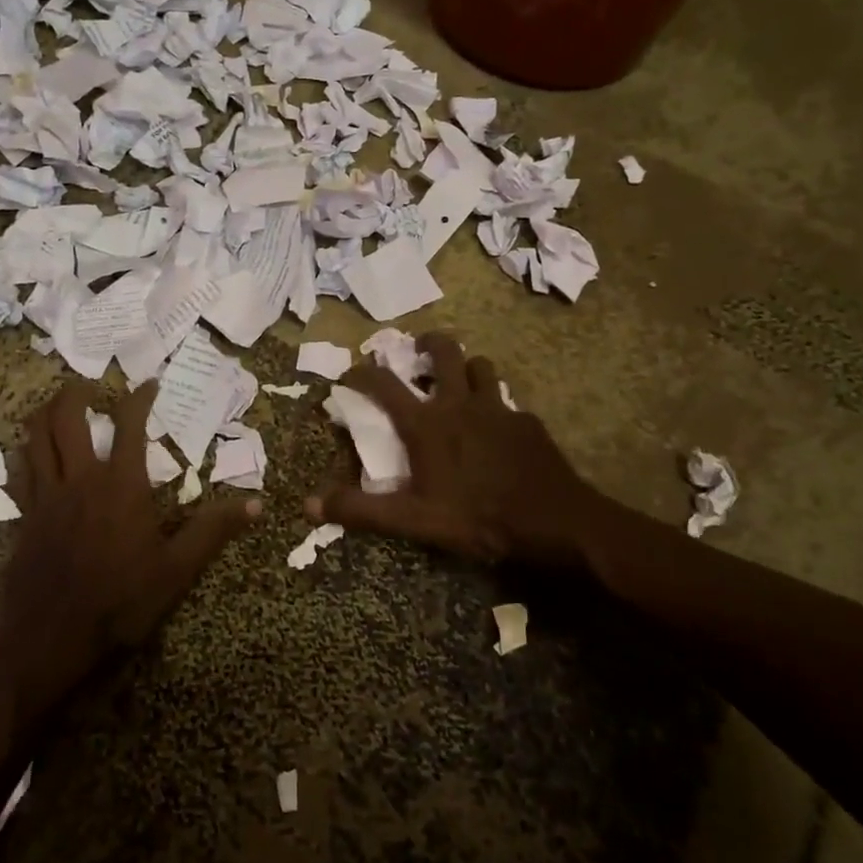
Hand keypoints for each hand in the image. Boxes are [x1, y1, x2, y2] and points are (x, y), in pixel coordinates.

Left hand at [4, 381, 258, 682]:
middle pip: (67, 419)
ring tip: (55, 404)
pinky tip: (29, 453)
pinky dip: (24, 452)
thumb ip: (213, 531)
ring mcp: (46, 496)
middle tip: (87, 384)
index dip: (139, 398)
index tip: (149, 384)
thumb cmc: (119, 601)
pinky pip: (19, 471)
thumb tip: (257, 504)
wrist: (50, 637)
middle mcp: (80, 479)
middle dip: (75, 393)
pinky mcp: (24, 517)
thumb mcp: (176, 570)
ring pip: (35, 438)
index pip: (129, 425)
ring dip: (44, 413)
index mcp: (121, 485)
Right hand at [309, 332, 598, 565]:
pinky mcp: (527, 422)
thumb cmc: (477, 518)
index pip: (383, 384)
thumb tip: (309, 504)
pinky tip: (497, 427)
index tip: (349, 373)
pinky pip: (507, 401)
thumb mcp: (413, 520)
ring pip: (481, 367)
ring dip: (466, 368)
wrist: (554, 521)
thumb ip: (362, 510)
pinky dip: (495, 404)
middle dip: (428, 342)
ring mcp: (498, 408)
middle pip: (444, 351)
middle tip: (419, 348)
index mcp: (427, 424)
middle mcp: (459, 403)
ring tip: (459, 382)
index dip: (361, 373)